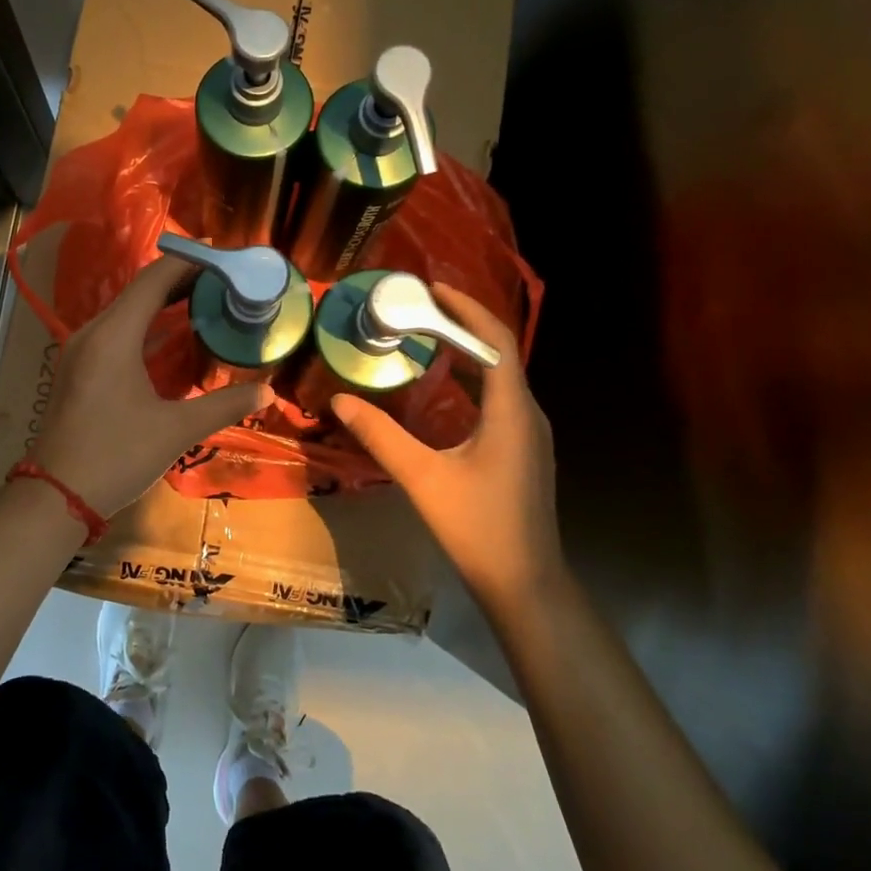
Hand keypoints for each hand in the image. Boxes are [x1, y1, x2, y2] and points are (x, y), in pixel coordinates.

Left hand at [30, 256, 273, 515]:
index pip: (154, 280)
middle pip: (141, 292)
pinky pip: (119, 334)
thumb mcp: (176, 430)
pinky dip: (149, 328)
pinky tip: (175, 336)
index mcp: (114, 336)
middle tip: (226, 279)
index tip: (225, 254)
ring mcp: (83, 352)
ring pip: (128, 313)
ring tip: (208, 299)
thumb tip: (267, 392)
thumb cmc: (116, 456)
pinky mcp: (82, 371)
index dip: (190, 262)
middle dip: (183, 281)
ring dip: (165, 305)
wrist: (56, 496)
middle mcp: (94, 333)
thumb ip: (223, 405)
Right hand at [330, 285, 561, 610]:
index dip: (465, 308)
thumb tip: (340, 400)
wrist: (525, 583)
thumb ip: (381, 435)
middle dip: (461, 324)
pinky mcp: (523, 451)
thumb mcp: (421, 477)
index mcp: (511, 410)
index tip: (431, 288)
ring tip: (427, 336)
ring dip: (467, 351)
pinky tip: (446, 388)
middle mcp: (527, 413)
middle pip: (499, 352)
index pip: (495, 340)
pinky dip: (472, 379)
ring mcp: (529, 434)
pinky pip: (499, 398)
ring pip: (501, 376)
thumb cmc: (477, 527)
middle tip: (418, 308)